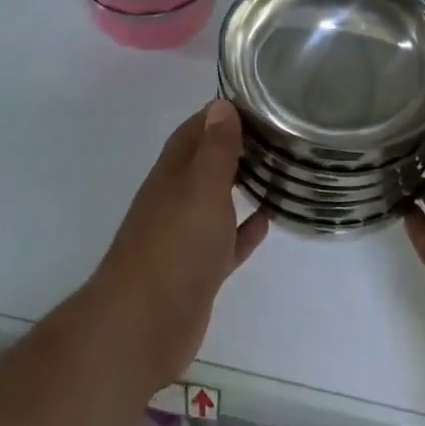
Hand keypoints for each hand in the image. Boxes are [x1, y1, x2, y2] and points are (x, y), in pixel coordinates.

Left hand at [91, 101, 268, 387]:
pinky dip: (245, 228)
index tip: (259, 99)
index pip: (197, 128)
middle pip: (207, 162)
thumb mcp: (200, 187)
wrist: (143, 326)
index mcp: (174, 173)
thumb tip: (221, 103)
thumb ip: (214, 148)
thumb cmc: (175, 246)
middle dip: (237, 144)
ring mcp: (187, 236)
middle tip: (279, 132)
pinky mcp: (200, 270)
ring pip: (218, 200)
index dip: (222, 112)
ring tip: (280, 169)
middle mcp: (177, 198)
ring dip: (243, 184)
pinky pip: (227, 240)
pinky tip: (268, 218)